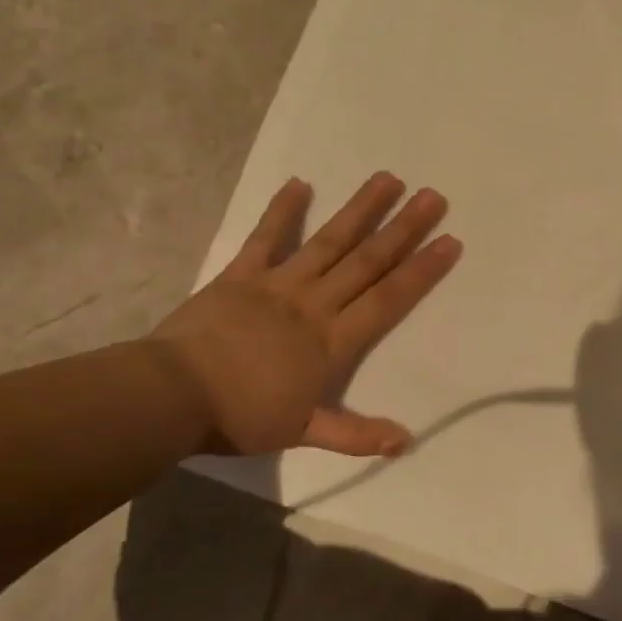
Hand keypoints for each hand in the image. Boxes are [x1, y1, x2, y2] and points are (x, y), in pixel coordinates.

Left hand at [149, 173, 460, 456]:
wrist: (171, 396)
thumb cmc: (239, 417)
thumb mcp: (302, 433)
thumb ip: (356, 435)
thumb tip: (406, 442)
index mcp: (332, 341)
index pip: (388, 299)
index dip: (421, 270)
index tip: (449, 241)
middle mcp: (314, 303)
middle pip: (367, 261)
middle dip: (403, 229)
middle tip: (433, 197)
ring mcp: (277, 284)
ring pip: (328, 241)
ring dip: (360, 210)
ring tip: (388, 179)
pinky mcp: (240, 275)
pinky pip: (264, 238)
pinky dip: (282, 211)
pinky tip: (300, 183)